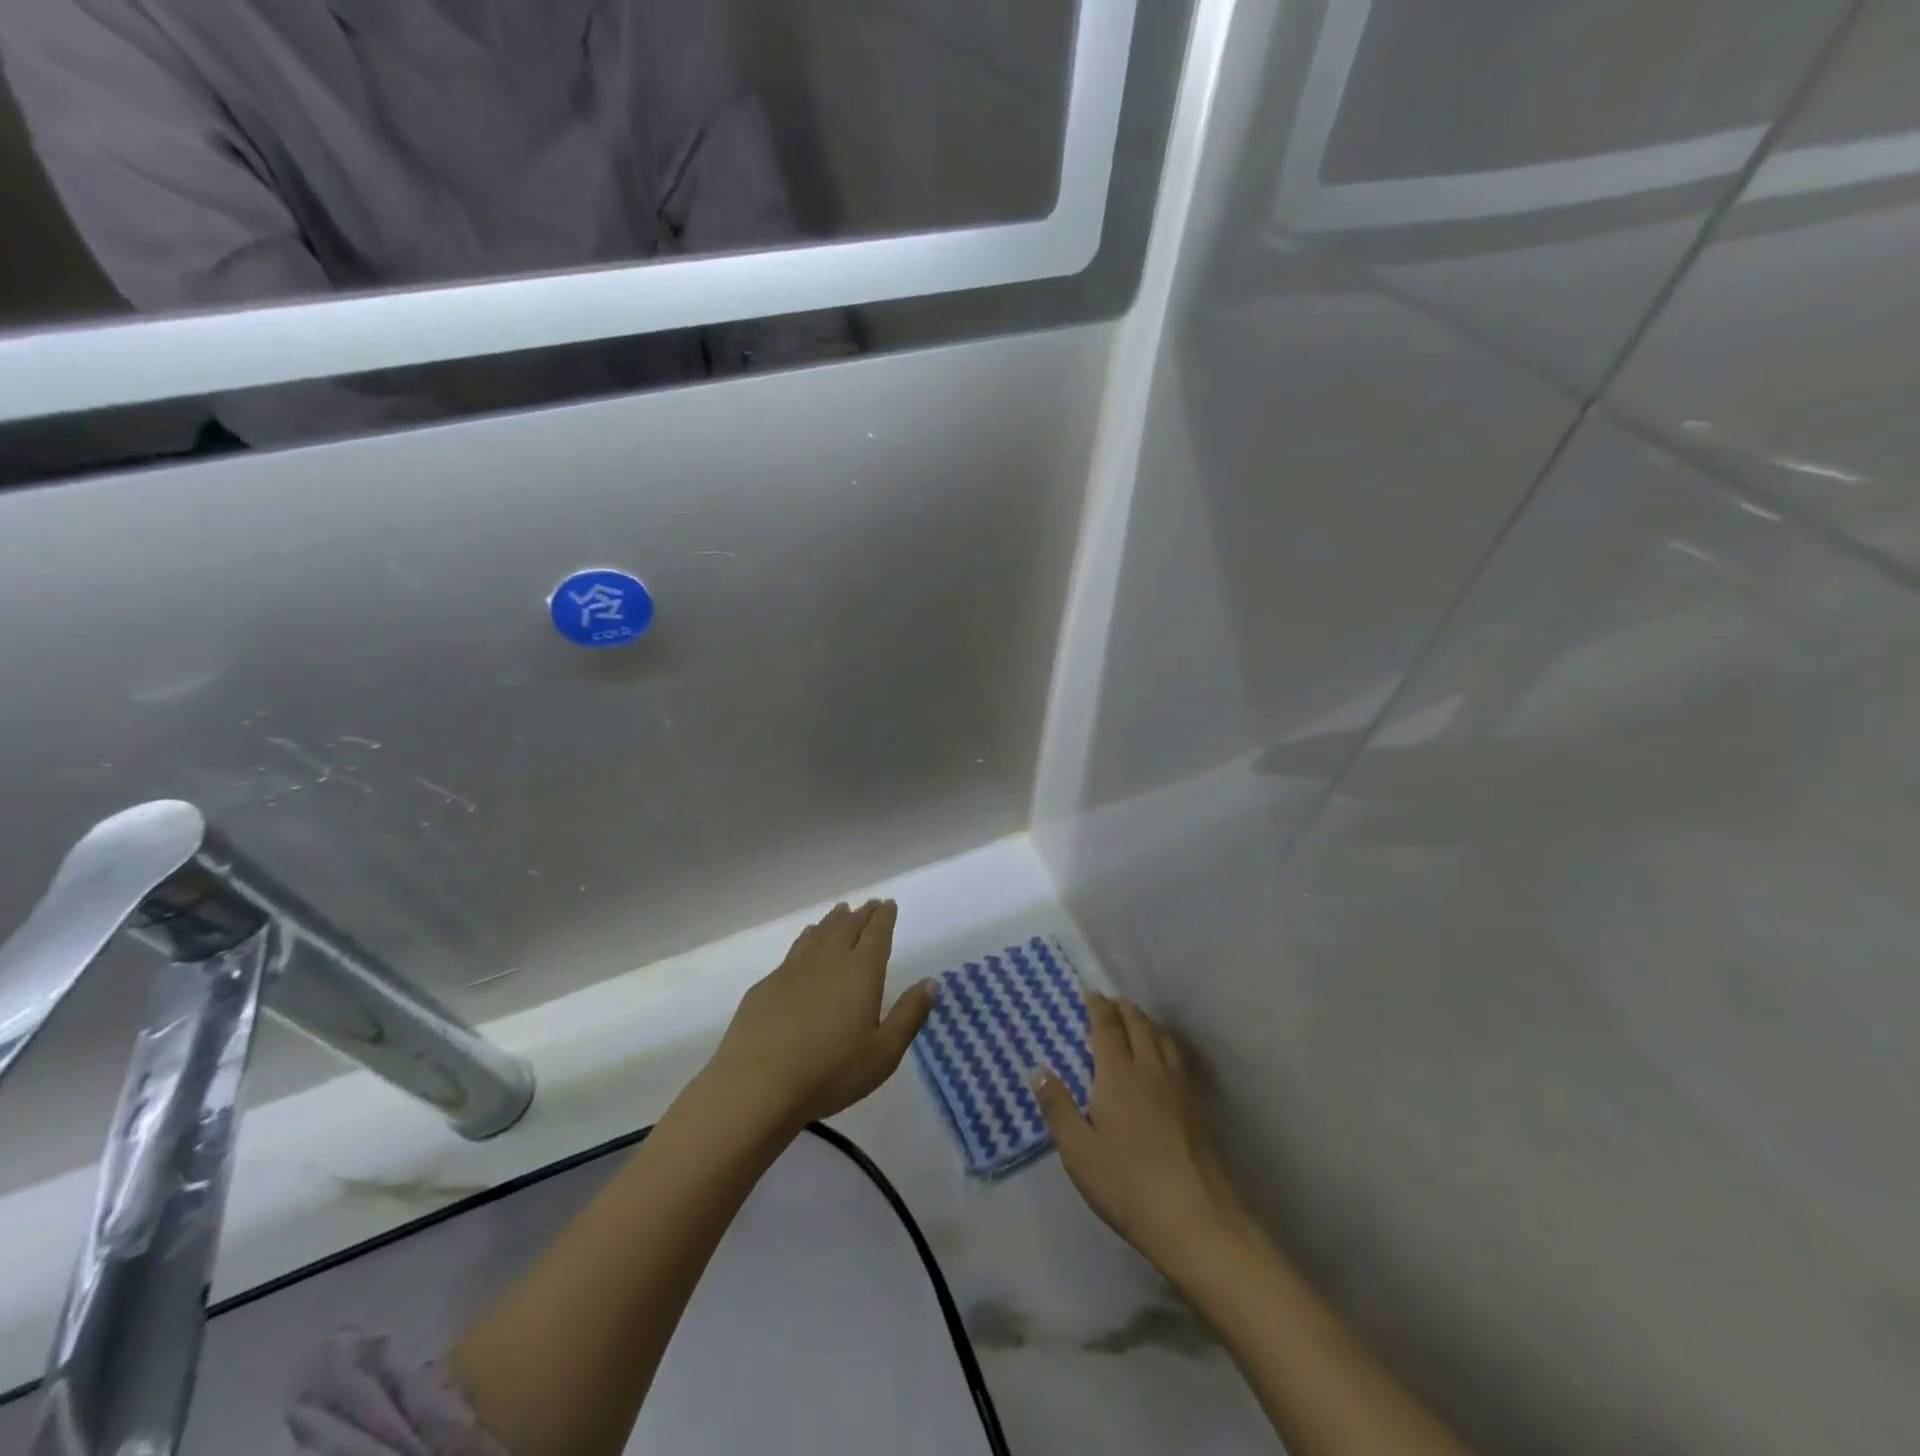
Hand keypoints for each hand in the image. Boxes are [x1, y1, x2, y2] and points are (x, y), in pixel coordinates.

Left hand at [706, 900, 934, 1135]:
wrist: (757, 1084)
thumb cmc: (831, 1072)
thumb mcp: (883, 1052)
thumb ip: (909, 1014)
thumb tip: (931, 982)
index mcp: (861, 971)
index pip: (876, 933)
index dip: (884, 917)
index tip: (889, 904)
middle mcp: (828, 960)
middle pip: (848, 927)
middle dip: (862, 914)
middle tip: (870, 904)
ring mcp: (793, 969)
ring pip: (819, 933)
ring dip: (833, 921)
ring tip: (840, 913)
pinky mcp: (767, 985)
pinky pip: (795, 949)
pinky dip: (807, 938)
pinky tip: (805, 943)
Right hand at [1032, 993, 1255, 1280]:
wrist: (1198, 1219)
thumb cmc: (1127, 1184)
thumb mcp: (1078, 1151)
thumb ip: (1057, 1106)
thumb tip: (1038, 1069)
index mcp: (1118, 1073)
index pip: (1108, 1026)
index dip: (1098, 1006)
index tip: (1090, 993)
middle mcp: (1151, 1069)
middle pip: (1139, 1024)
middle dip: (1123, 1008)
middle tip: (1110, 1002)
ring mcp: (1180, 1087)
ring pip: (1163, 1038)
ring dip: (1146, 1022)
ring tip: (1135, 1023)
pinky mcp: (1200, 1107)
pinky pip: (1179, 1058)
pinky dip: (1165, 1044)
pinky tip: (1163, 1061)